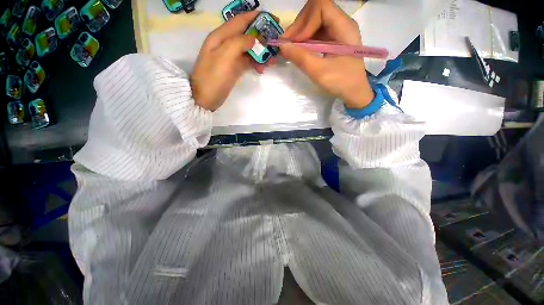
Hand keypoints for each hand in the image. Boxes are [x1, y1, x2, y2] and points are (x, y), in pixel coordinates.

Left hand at [191, 11, 274, 110]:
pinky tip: (262, 68)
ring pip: (248, 49)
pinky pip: (247, 61)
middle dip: (261, 37)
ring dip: (260, 52)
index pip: (240, 21)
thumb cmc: (212, 78)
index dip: (255, 18)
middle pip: (246, 35)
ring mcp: (230, 57)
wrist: (204, 99)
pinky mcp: (234, 68)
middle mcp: (226, 44)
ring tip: (272, 60)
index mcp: (220, 37)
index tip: (272, 19)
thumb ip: (238, 43)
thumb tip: (253, 38)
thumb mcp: (224, 57)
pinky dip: (256, 63)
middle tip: (275, 43)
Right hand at [281, 0, 373, 108]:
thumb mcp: (319, 72)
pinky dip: (304, 40)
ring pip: (313, 21)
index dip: (304, 21)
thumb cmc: (341, 82)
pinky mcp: (332, 40)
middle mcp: (341, 23)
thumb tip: (281, 45)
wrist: (354, 92)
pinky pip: (315, 33)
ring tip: (290, 49)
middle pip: (315, 11)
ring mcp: (337, 31)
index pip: (321, 6)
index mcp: (343, 27)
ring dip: (299, 34)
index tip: (294, 42)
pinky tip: (298, 51)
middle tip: (287, 46)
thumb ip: (301, 57)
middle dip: (299, 27)